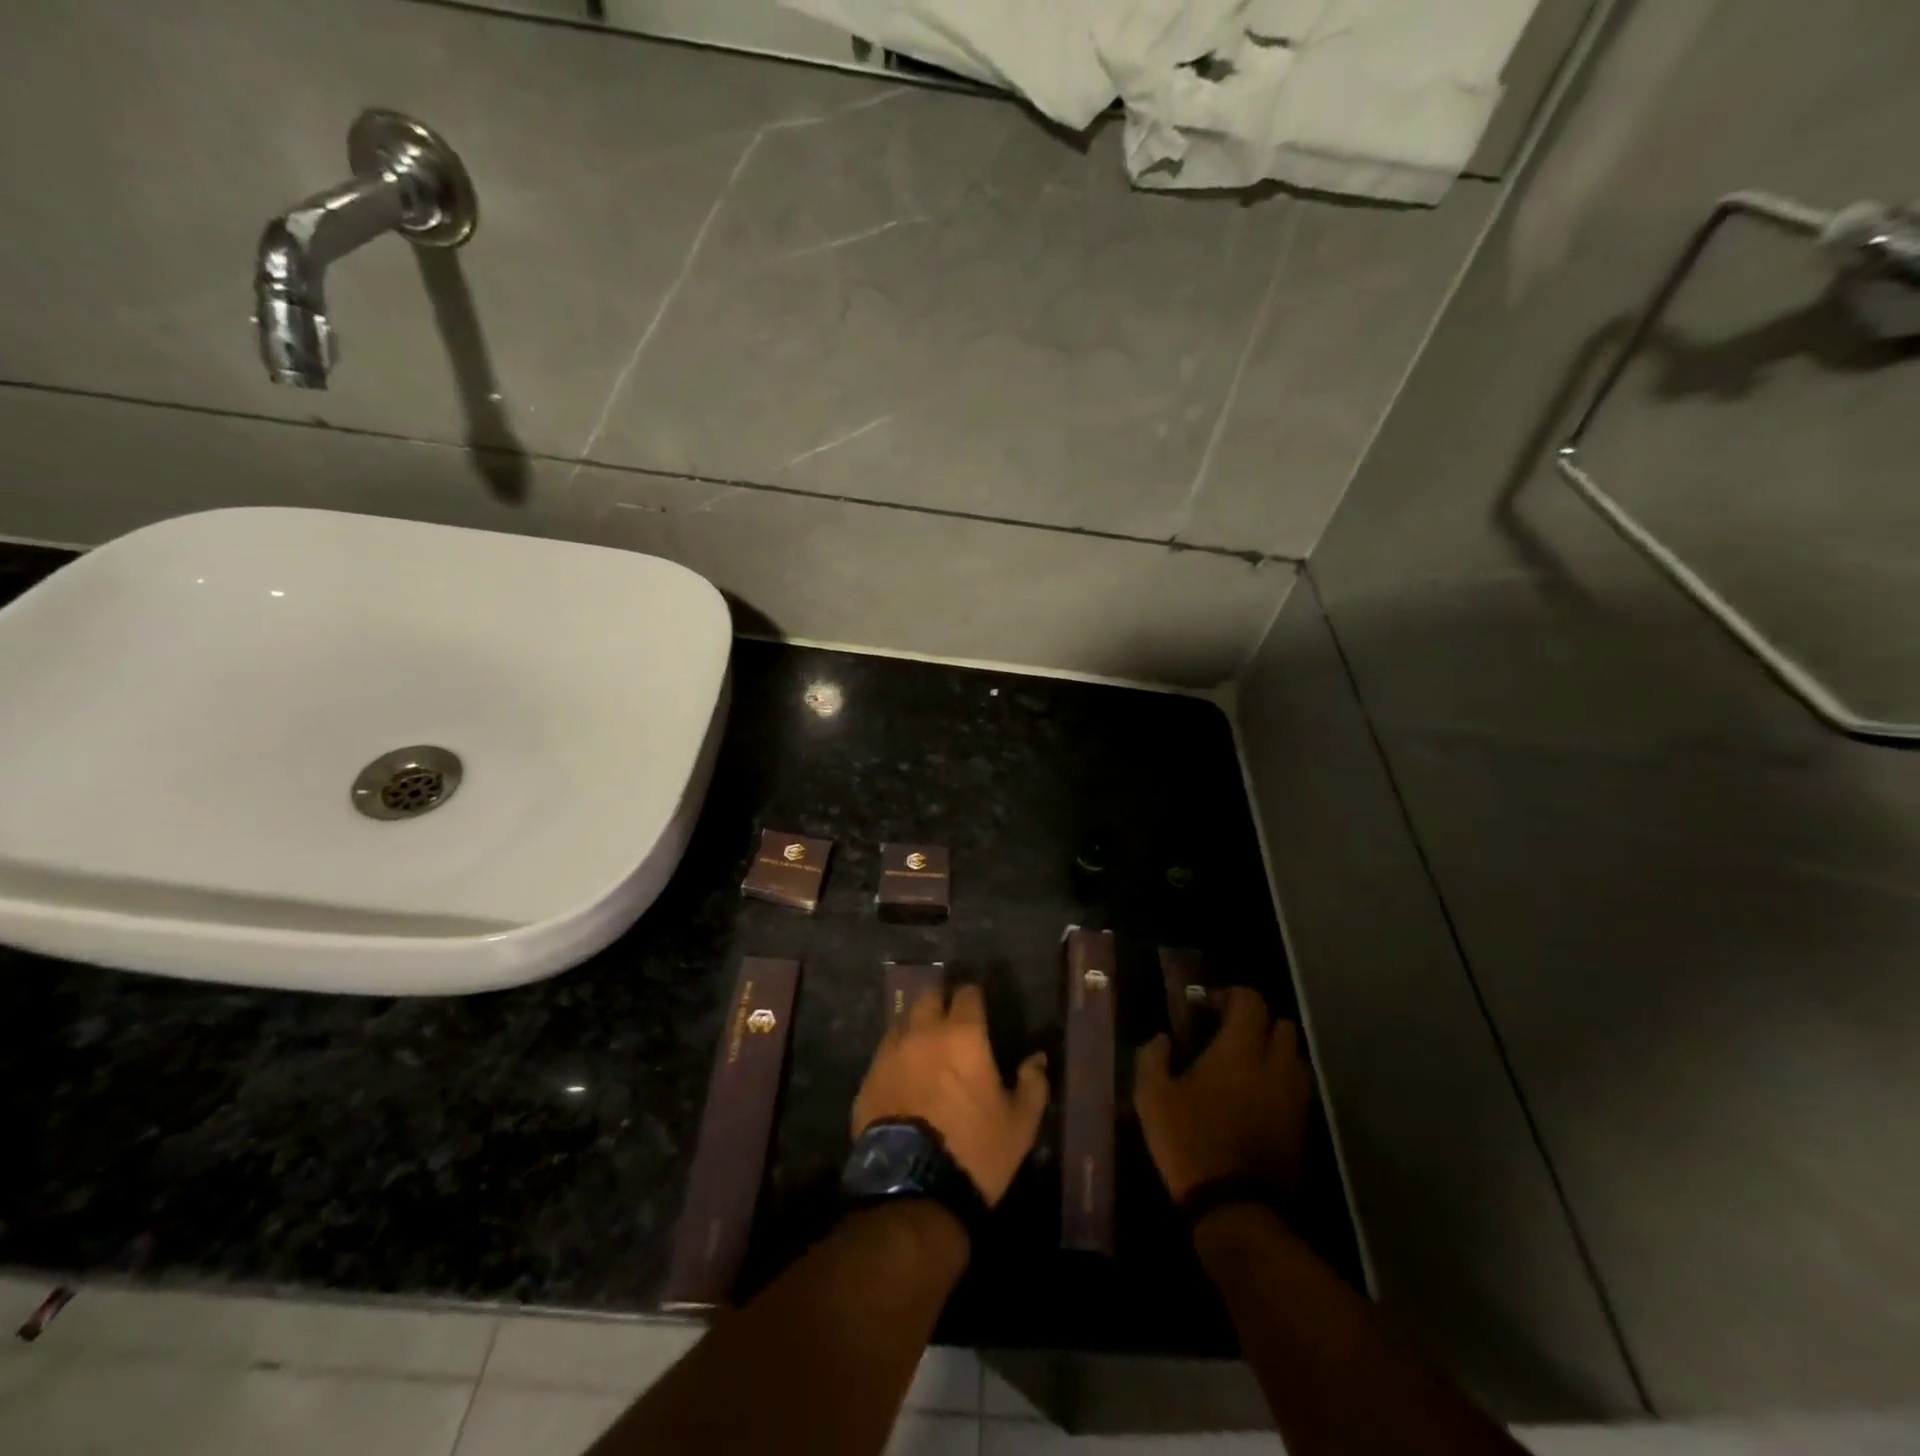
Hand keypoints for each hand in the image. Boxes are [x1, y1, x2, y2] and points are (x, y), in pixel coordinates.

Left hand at [852, 986, 1048, 1206]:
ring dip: (915, 1028)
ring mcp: (890, 1054)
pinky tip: (902, 1078)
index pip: (967, 994)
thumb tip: (1037, 1059)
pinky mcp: (868, 1080)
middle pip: (929, 997)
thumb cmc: (975, 1151)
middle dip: (941, 1003)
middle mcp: (923, 1033)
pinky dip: (895, 1058)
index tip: (980, 1008)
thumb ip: (1033, 1084)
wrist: (912, 1191)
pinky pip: (883, 1055)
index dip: (974, 998)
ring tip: (925, 1049)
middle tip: (951, 1022)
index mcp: (963, 1036)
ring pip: (902, 1023)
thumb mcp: (1020, 1124)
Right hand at [1134, 986, 1309, 1204]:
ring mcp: (1294, 1096)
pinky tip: (1253, 1097)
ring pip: (1293, 1055)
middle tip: (1226, 1035)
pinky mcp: (1302, 1124)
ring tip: (1243, 1066)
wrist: (1236, 1207)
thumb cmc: (1190, 1141)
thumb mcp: (1152, 1096)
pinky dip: (1279, 1080)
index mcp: (1241, 1048)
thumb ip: (1153, 1057)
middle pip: (1280, 1023)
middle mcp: (1276, 1064)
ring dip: (1272, 1051)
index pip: (1250, 1000)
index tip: (1204, 1010)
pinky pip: (1296, 1086)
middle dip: (1255, 1021)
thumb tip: (1162, 1038)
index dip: (1228, 996)